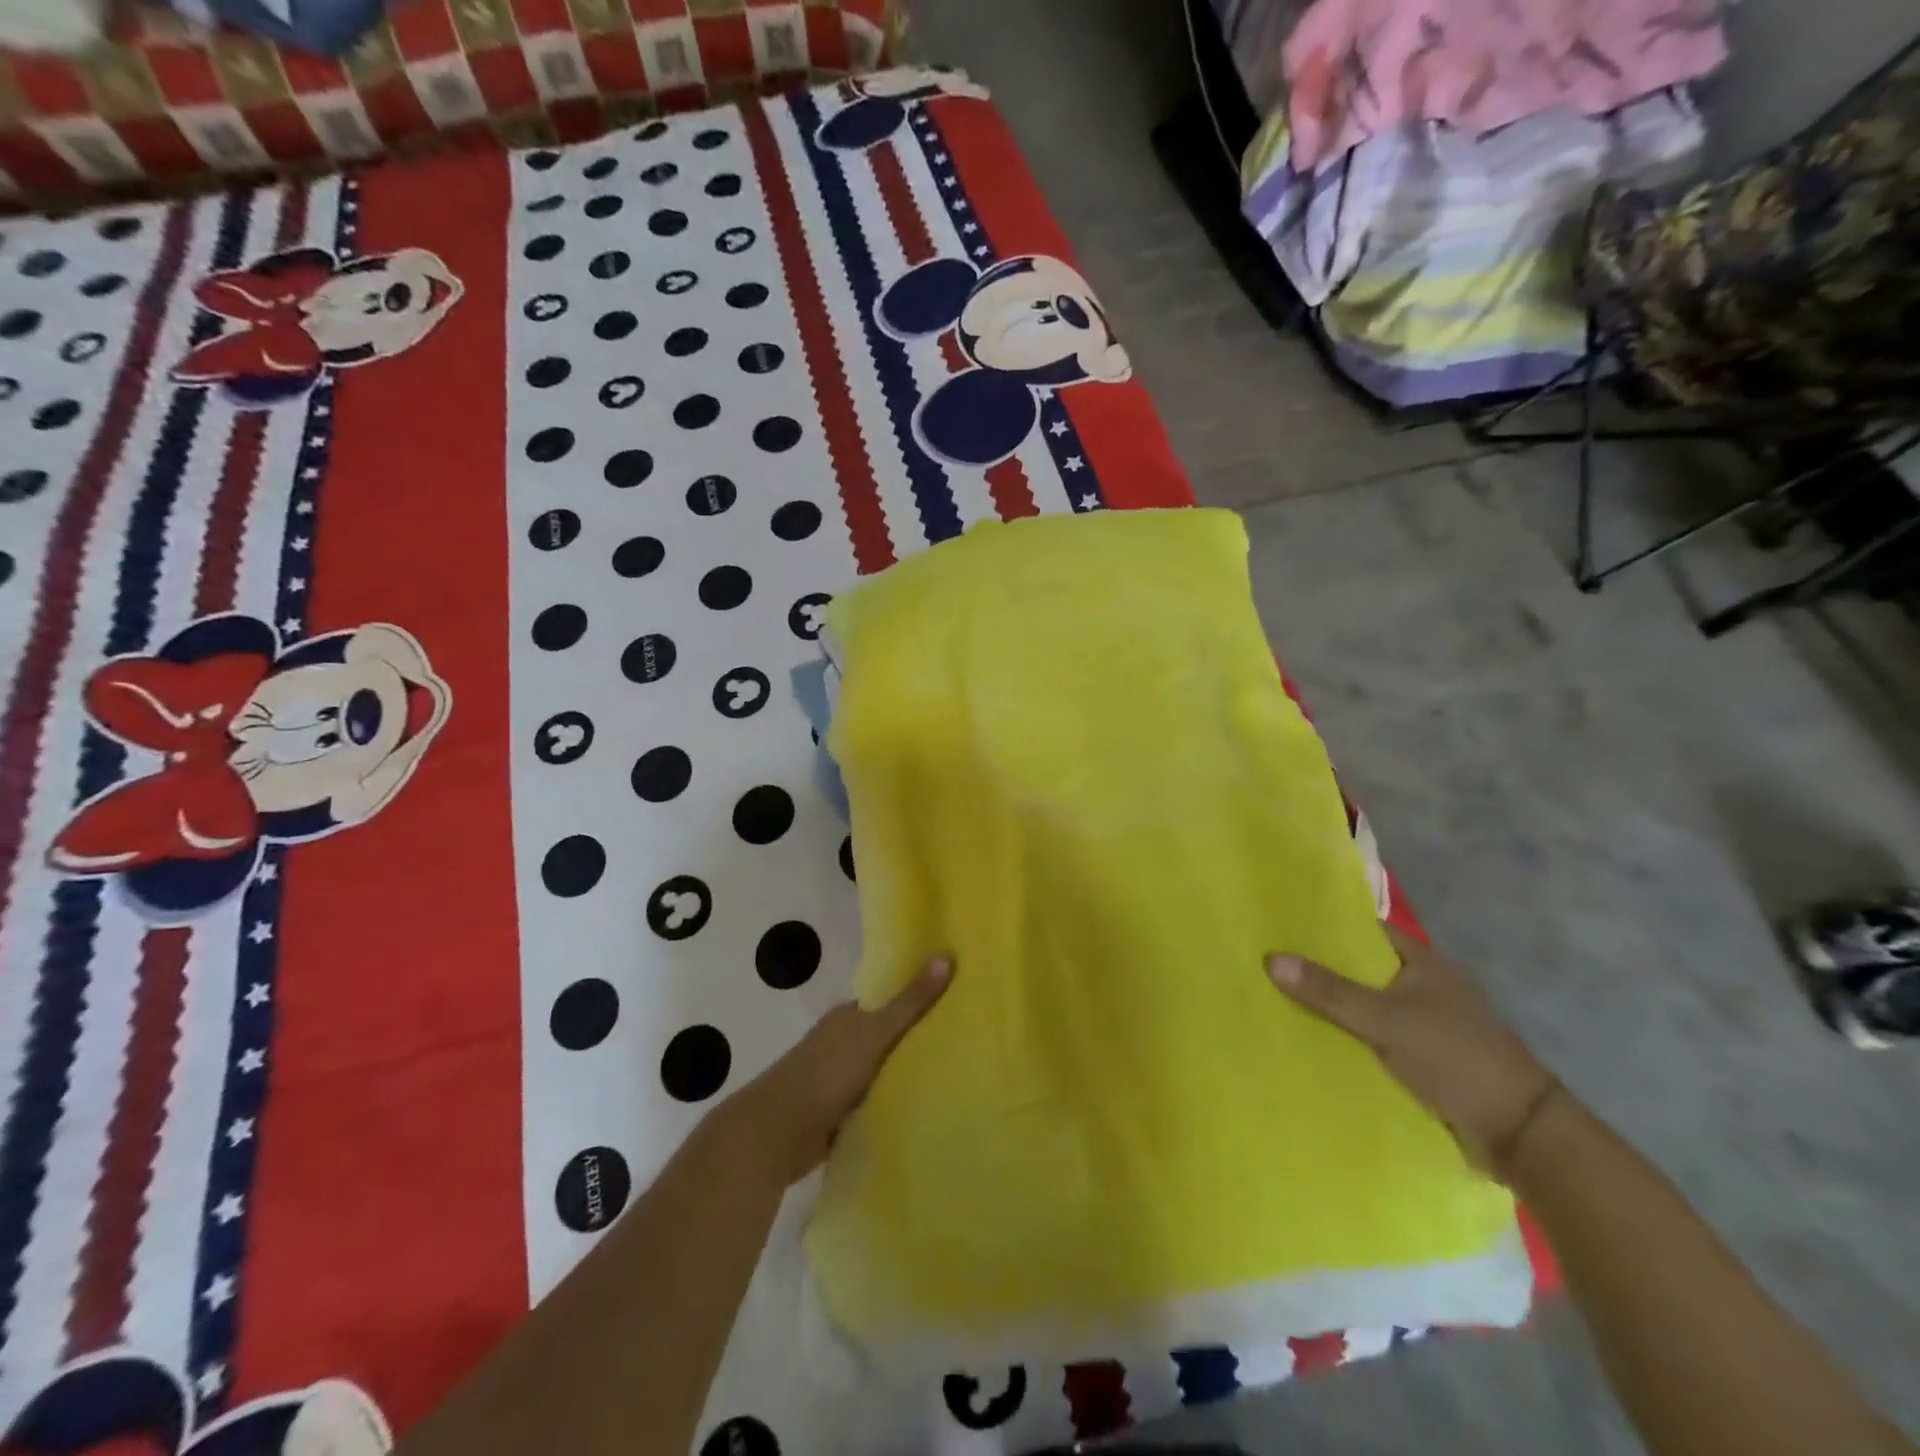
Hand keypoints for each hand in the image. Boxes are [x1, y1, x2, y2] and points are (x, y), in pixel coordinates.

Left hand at [722, 958, 952, 1184]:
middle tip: (963, 1041)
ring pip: (880, 1070)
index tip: (955, 1001)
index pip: (889, 1000)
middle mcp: (841, 1042)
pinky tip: (921, 1107)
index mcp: (848, 1016)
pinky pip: (873, 1102)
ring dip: (904, 1074)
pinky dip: (891, 1103)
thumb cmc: (827, 1072)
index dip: (918, 998)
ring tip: (952, 1074)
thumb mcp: (875, 1032)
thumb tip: (946, 956)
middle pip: (886, 1035)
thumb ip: (910, 1002)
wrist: (777, 1132)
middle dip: (916, 1039)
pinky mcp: (837, 1114)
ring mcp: (837, 1079)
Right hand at [1267, 925, 1556, 1182]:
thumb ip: (1329, 991)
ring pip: (1366, 1005)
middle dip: (1321, 969)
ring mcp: (1425, 1023)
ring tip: (1277, 999)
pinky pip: (1374, 1038)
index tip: (1281, 925)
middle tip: (1268, 964)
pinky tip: (1313, 1041)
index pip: (1365, 931)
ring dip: (1333, 1007)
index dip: (1326, 926)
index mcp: (1422, 963)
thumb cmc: (1455, 1058)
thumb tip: (1270, 958)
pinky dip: (1349, 1038)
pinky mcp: (1424, 1058)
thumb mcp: (1386, 1020)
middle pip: (1361, 969)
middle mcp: (1423, 986)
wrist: (1519, 1134)